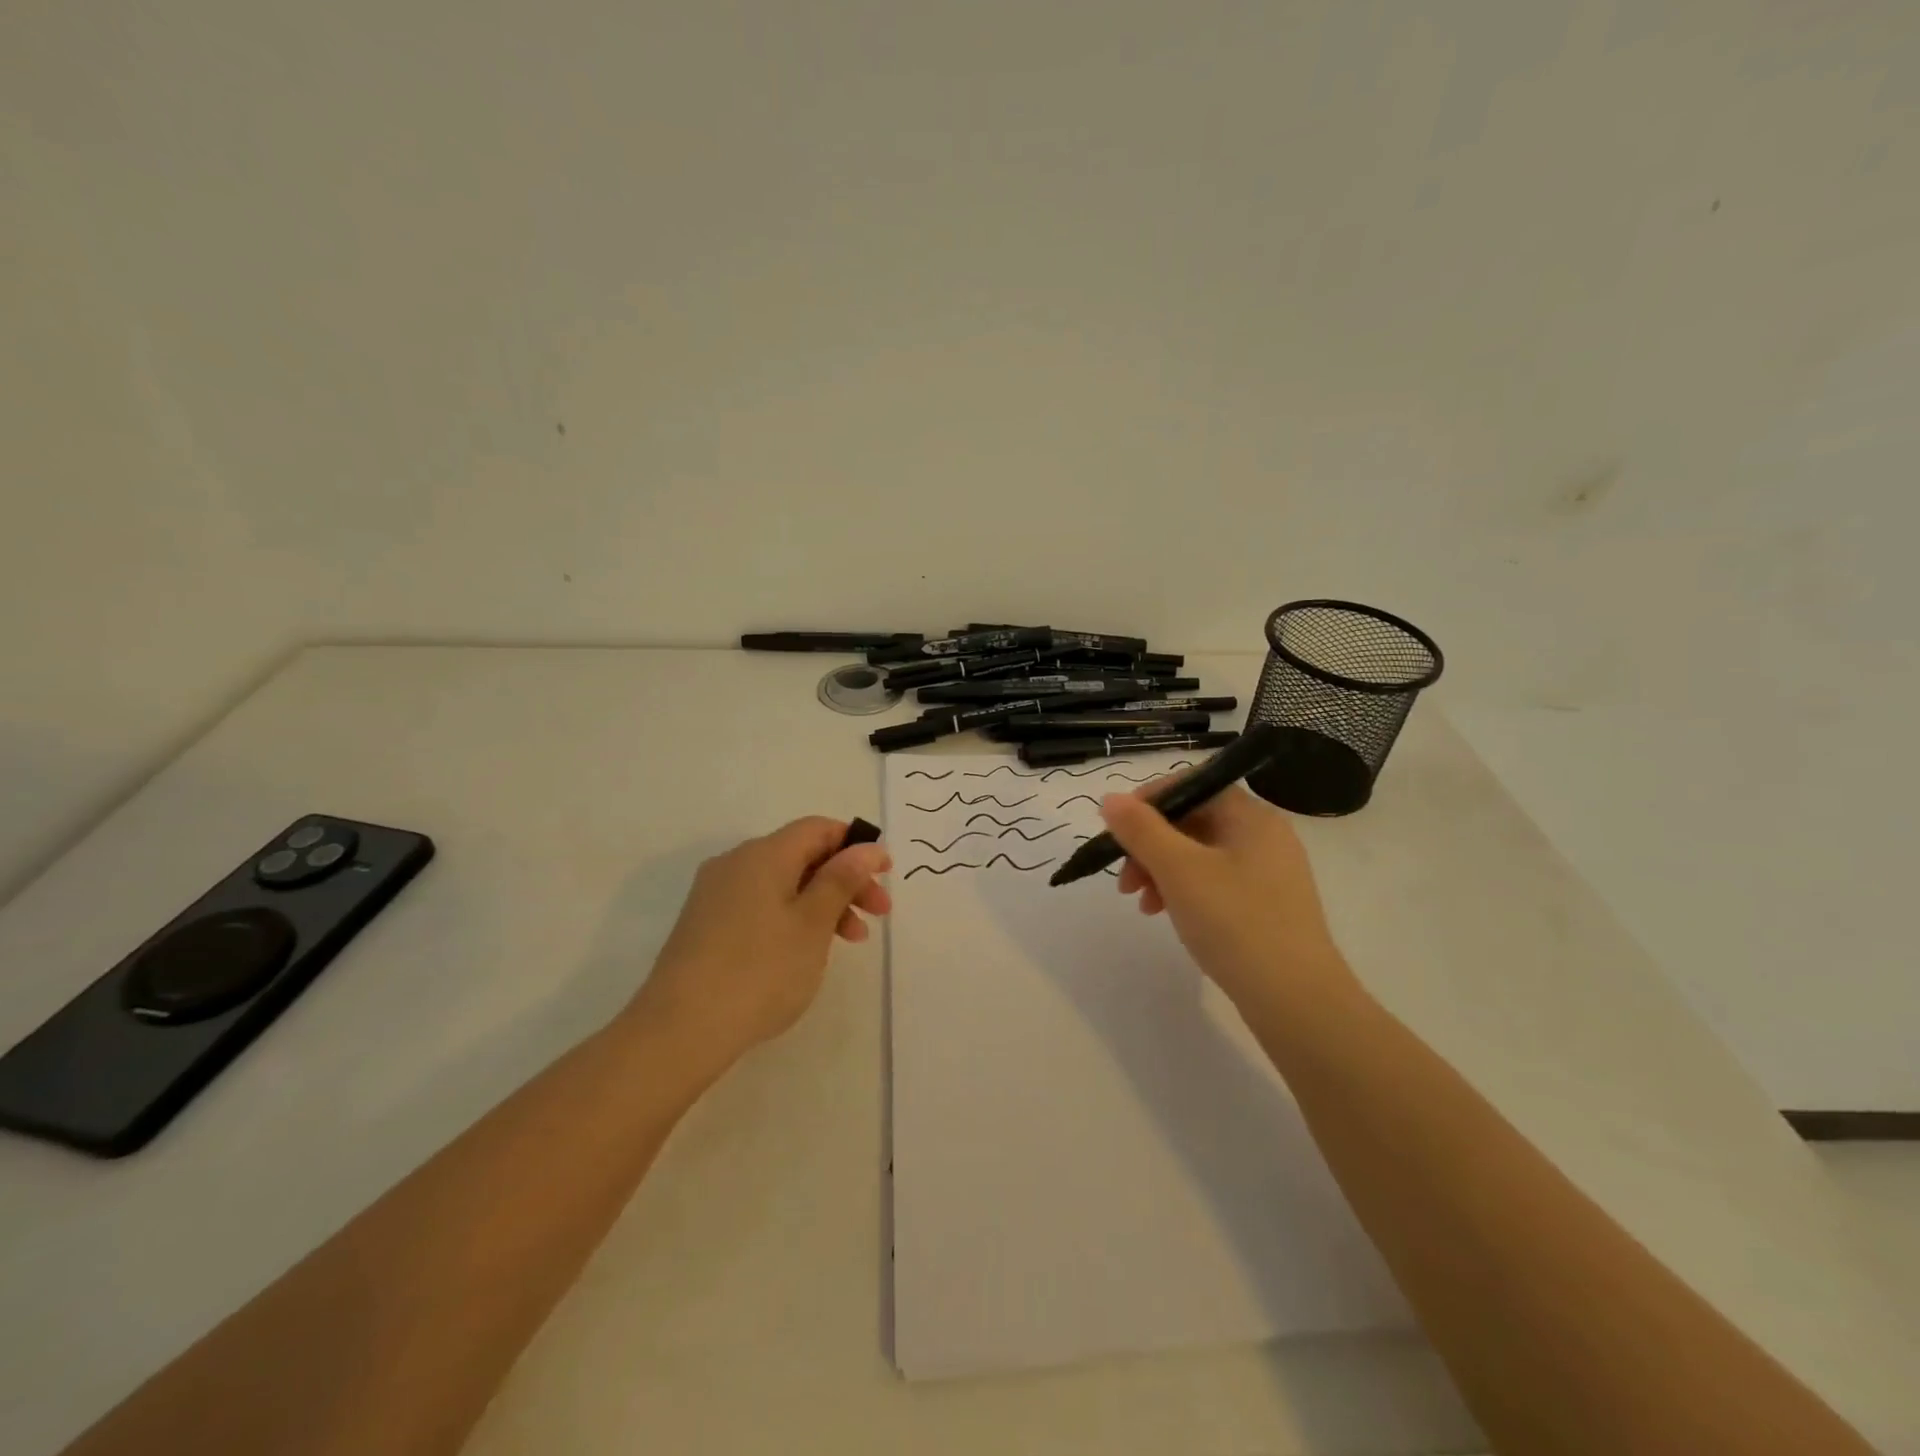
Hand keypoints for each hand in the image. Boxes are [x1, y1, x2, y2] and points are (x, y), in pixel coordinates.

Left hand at [627, 818, 890, 1073]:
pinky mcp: (705, 925)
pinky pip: (760, 905)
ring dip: (822, 902)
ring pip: (782, 883)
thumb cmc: (760, 970)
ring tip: (850, 941)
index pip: (817, 829)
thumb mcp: (813, 923)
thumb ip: (841, 879)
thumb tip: (866, 847)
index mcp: (763, 854)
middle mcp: (735, 863)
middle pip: (802, 855)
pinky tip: (806, 950)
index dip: (855, 845)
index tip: (885, 875)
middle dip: (845, 879)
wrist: (679, 1030)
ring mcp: (716, 895)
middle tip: (879, 914)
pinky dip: (793, 917)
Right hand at [1100, 784, 1352, 1009]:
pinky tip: (1166, 915)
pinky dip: (1184, 891)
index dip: (1149, 802)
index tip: (1117, 831)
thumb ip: (1141, 829)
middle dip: (1149, 845)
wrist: (1297, 1001)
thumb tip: (1110, 798)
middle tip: (1123, 878)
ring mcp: (1269, 873)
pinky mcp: (1267, 906)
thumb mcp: (1178, 870)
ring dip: (1161, 870)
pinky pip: (1215, 882)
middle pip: (1193, 821)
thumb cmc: (1235, 922)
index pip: (1192, 785)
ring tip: (1141, 904)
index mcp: (1251, 816)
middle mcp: (1264, 836)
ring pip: (1199, 855)